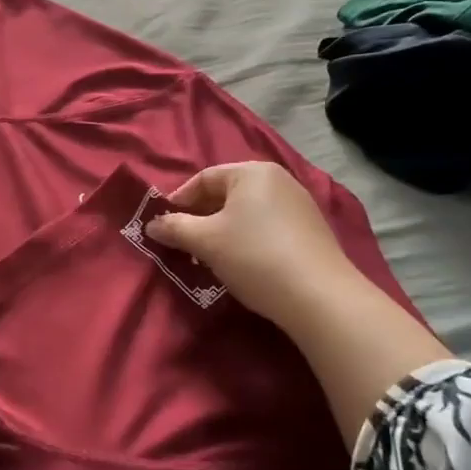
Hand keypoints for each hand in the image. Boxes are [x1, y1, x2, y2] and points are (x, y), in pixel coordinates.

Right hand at [145, 162, 356, 336]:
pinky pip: (266, 226)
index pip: (203, 178)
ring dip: (222, 230)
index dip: (178, 201)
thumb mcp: (205, 241)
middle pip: (226, 194)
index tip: (164, 226)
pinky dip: (246, 239)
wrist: (319, 297)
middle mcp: (278, 180)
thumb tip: (151, 225)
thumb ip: (174, 227)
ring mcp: (299, 205)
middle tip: (183, 243)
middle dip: (200, 217)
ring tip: (209, 257)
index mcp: (252, 172)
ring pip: (246, 212)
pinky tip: (241, 264)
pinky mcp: (310, 231)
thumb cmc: (254, 256)